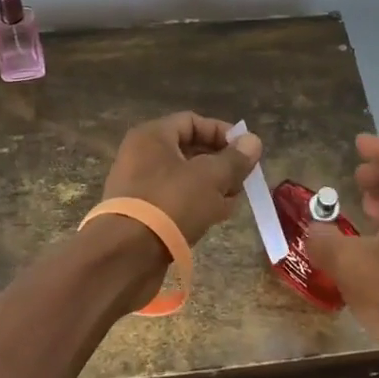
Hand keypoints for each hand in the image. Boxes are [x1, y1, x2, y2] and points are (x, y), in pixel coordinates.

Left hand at [100, 112, 262, 247]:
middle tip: (243, 180)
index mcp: (152, 136)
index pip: (193, 121)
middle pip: (190, 151)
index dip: (222, 133)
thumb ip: (234, 159)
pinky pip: (175, 201)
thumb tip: (253, 141)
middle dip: (220, 165)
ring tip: (233, 202)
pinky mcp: (141, 214)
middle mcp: (141, 156)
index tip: (246, 152)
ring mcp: (139, 186)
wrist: (125, 256)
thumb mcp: (210, 177)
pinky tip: (215, 218)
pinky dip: (196, 205)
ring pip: (185, 179)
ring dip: (212, 188)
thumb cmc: (170, 203)